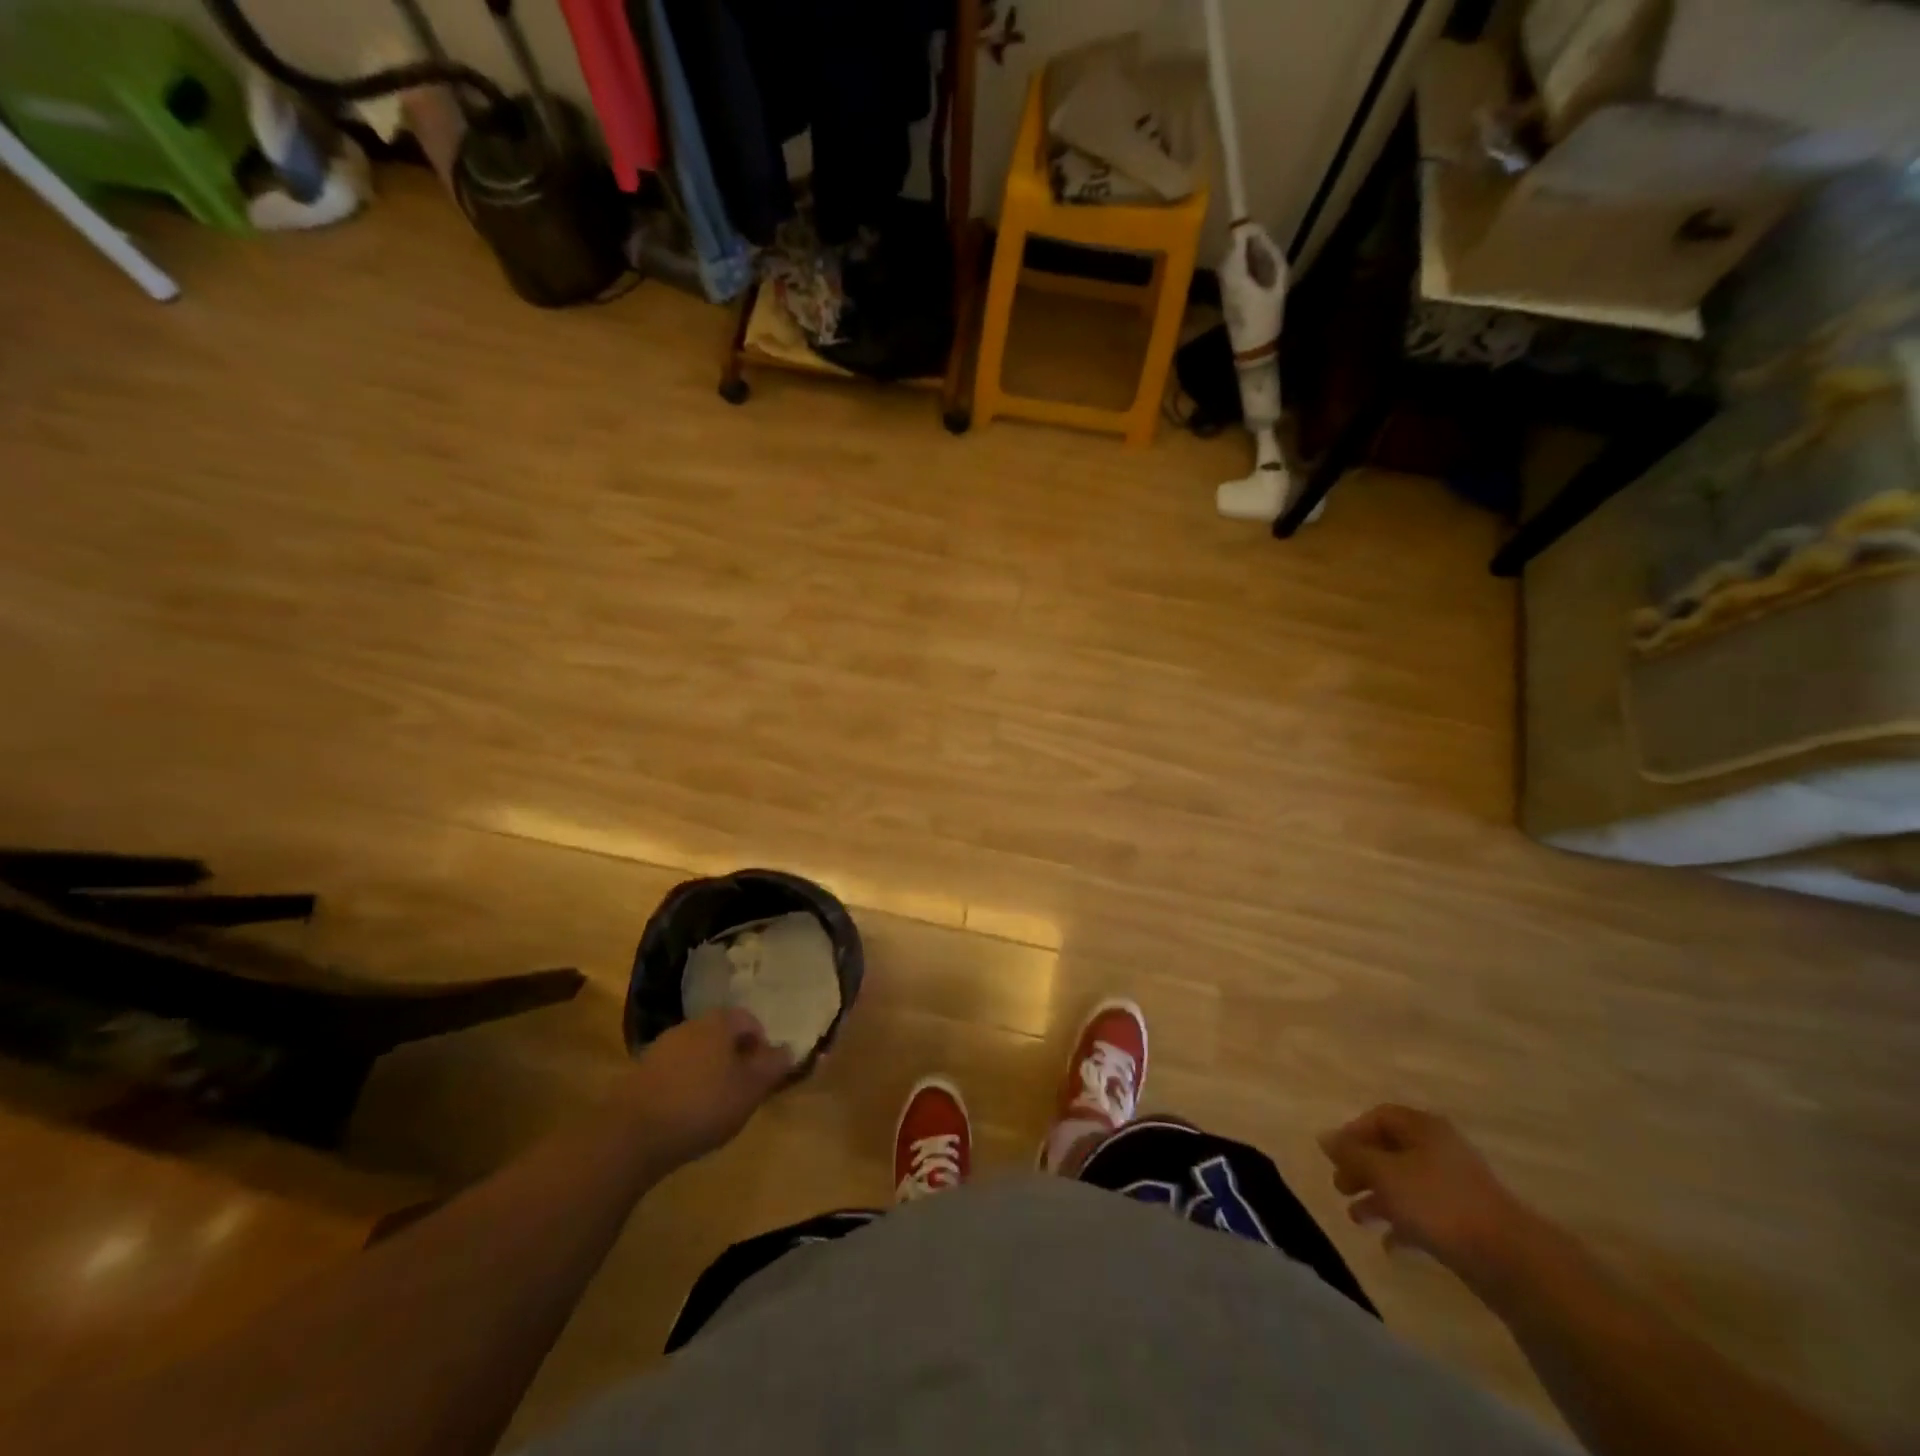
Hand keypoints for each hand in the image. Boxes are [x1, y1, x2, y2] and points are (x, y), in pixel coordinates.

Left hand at [619, 1010, 794, 1169]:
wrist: (632, 1134)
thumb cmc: (703, 1105)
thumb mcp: (750, 1089)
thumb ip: (773, 1067)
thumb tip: (789, 1048)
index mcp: (719, 1023)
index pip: (748, 1020)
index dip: (761, 1043)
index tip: (764, 1072)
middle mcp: (690, 1026)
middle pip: (721, 1034)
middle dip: (735, 1057)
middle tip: (742, 1088)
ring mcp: (661, 1048)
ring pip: (697, 1052)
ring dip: (709, 1071)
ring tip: (715, 1105)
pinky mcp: (641, 1073)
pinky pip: (674, 1071)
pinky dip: (685, 1085)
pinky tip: (686, 1113)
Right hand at [1319, 1104, 1533, 1287]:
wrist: (1510, 1259)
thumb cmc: (1437, 1203)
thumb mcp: (1384, 1174)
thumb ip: (1351, 1155)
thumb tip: (1324, 1137)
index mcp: (1423, 1128)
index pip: (1379, 1117)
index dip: (1353, 1133)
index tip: (1335, 1157)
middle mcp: (1440, 1149)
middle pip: (1390, 1150)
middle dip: (1362, 1169)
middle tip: (1340, 1188)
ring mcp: (1456, 1186)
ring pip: (1405, 1183)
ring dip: (1378, 1198)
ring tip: (1356, 1218)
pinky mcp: (1467, 1220)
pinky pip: (1425, 1213)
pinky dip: (1403, 1223)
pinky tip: (1388, 1244)